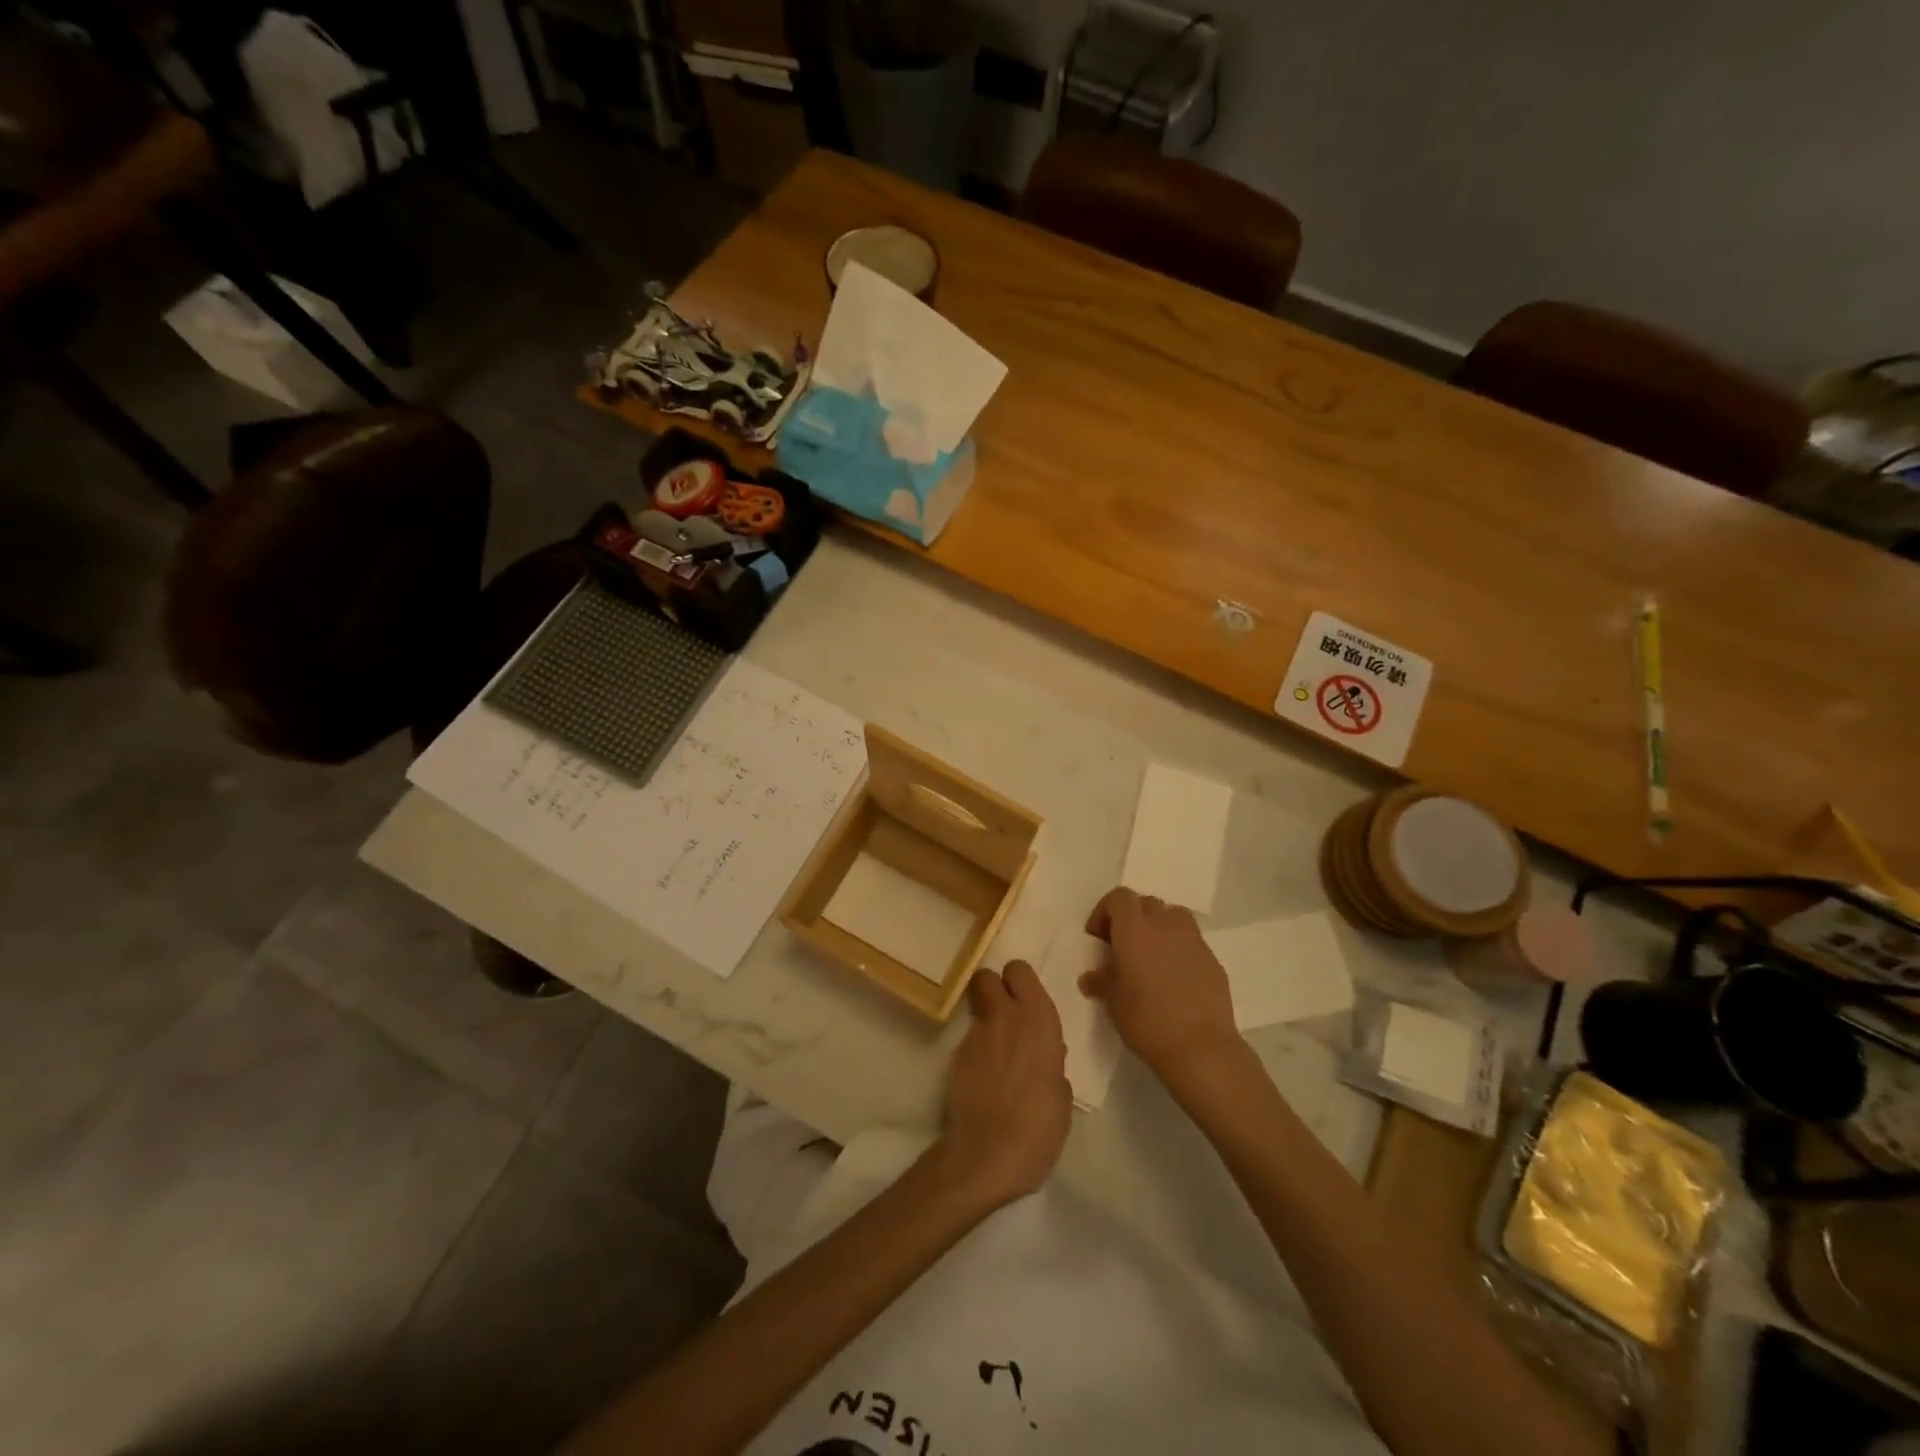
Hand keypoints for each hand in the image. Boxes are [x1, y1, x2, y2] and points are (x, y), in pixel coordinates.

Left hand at [937, 962, 1071, 1206]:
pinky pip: (968, 1041)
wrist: (988, 1154)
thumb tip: (1045, 1055)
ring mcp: (975, 1035)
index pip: (1019, 970)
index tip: (1025, 999)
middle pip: (987, 976)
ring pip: (976, 1009)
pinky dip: (976, 1052)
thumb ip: (1052, 1062)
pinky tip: (985, 1080)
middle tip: (1006, 1013)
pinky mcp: (955, 1057)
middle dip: (993, 988)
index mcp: (1037, 1019)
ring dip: (986, 1022)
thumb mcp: (1061, 1093)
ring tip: (997, 1055)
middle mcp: (1004, 1016)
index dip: (1019, 981)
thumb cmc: (1040, 1125)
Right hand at [1082, 887, 1240, 1081]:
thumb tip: (1091, 977)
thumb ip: (1101, 981)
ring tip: (1150, 955)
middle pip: (1145, 903)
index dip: (1105, 912)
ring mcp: (1193, 940)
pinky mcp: (1212, 960)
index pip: (1119, 898)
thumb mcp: (1112, 1003)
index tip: (1098, 938)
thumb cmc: (1147, 1021)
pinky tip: (1173, 977)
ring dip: (1158, 926)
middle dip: (1131, 918)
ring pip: (1172, 916)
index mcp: (1135, 930)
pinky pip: (1190, 941)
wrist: (1201, 1048)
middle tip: (1122, 946)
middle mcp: (1165, 925)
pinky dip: (1178, 948)